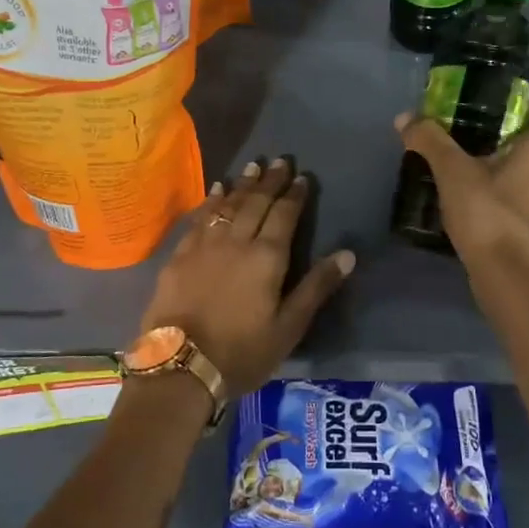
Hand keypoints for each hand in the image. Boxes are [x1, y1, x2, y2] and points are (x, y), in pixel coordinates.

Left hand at [138, 157, 355, 396]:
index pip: (285, 215)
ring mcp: (205, 245)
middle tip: (280, 161)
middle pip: (256, 202)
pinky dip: (211, 201)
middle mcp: (237, 241)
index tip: (302, 177)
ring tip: (253, 166)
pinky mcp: (180, 255)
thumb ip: (317, 287)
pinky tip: (216, 190)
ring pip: (228, 204)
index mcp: (267, 257)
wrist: (181, 366)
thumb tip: (348, 253)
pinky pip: (200, 218)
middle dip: (270, 181)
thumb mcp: (289, 327)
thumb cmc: (242, 352)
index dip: (295, 195)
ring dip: (242, 184)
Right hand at [395, 113, 528, 271]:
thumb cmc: (487, 211)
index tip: (502, 114)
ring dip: (508, 171)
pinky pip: (523, 200)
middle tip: (476, 137)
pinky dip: (505, 196)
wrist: (504, 274)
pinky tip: (477, 200)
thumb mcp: (451, 170)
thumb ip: (430, 140)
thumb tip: (405, 117)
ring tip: (471, 168)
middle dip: (512, 142)